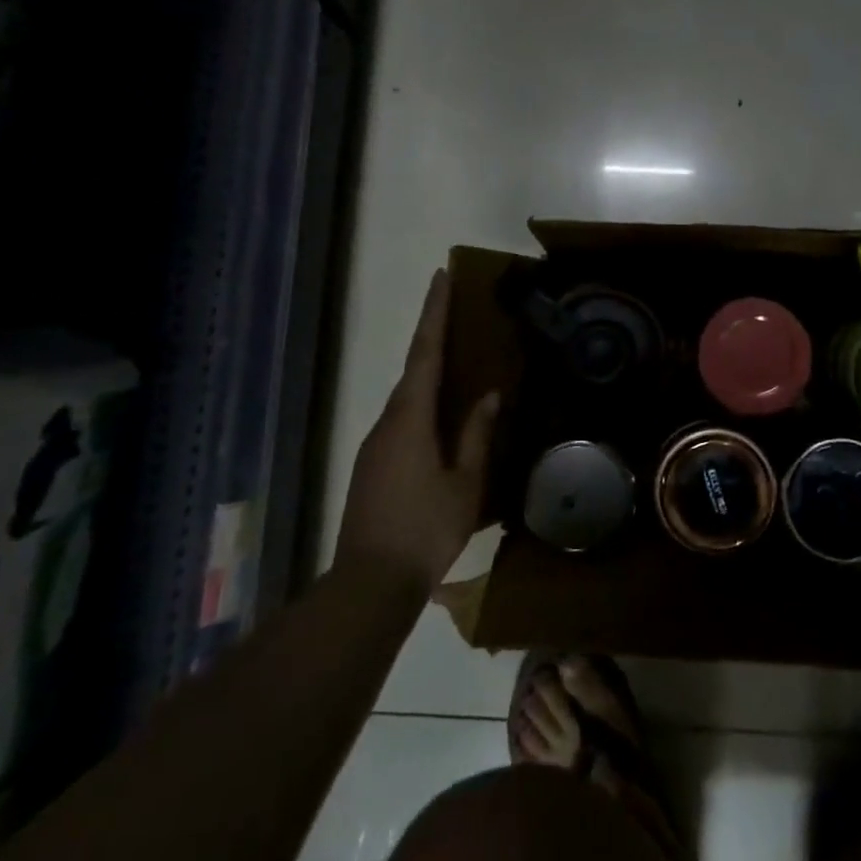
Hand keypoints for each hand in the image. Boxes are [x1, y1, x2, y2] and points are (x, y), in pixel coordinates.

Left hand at [335, 270, 499, 589]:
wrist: (369, 583)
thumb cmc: (426, 528)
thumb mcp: (465, 482)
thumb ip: (477, 434)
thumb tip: (490, 395)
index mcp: (410, 418)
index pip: (425, 352)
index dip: (434, 312)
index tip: (440, 276)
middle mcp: (387, 422)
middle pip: (413, 369)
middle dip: (432, 336)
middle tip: (456, 310)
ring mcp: (374, 444)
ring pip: (406, 397)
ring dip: (428, 372)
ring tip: (457, 360)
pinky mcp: (371, 465)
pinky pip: (401, 419)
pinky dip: (421, 403)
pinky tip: (440, 416)